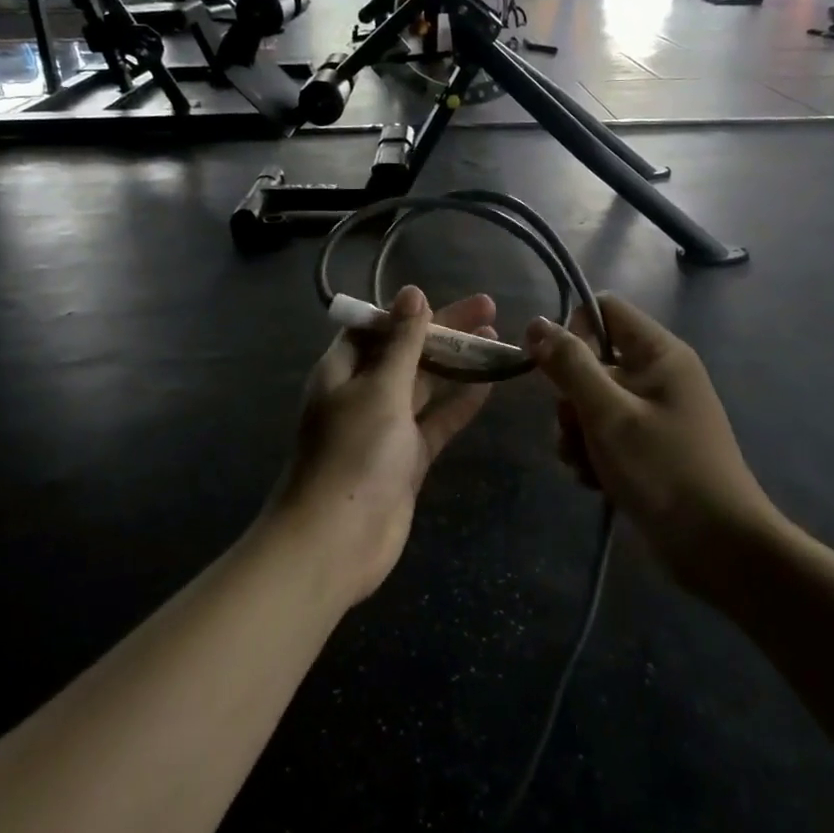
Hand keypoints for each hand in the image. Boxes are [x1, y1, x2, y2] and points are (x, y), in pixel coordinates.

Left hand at [269, 287, 496, 605]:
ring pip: (426, 385)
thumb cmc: (354, 453)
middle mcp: (362, 393)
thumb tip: (412, 292)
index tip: (445, 299)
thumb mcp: (380, 388)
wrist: (337, 540)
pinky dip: (460, 402)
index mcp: (342, 370)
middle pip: (406, 352)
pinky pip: (437, 421)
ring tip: (496, 337)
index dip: (410, 312)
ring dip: (457, 363)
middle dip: (444, 331)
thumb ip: (402, 342)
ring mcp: (386, 427)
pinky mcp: (407, 457)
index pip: (377, 327)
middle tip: (490, 309)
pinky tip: (490, 383)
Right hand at [525, 296, 773, 595]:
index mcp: (659, 354)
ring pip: (591, 403)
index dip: (573, 331)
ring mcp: (653, 413)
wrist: (718, 547)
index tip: (556, 370)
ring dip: (577, 433)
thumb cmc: (664, 470)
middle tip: (575, 430)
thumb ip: (570, 366)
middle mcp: (657, 376)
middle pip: (591, 362)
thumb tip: (537, 323)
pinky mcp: (647, 447)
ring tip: (586, 465)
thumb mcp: (608, 414)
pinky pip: (604, 434)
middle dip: (570, 399)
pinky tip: (595, 481)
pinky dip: (593, 455)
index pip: (604, 311)